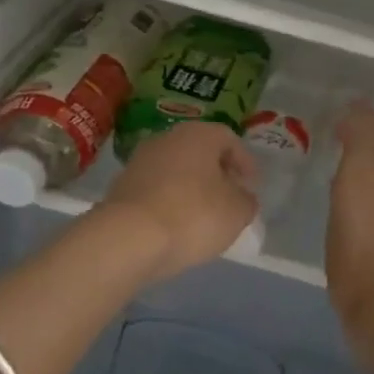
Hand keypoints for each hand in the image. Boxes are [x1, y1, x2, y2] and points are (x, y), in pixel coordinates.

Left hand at [100, 121, 258, 281]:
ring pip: (176, 169)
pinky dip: (170, 201)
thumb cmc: (193, 215)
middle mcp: (168, 138)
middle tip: (230, 196)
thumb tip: (242, 197)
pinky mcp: (121, 187)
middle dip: (217, 173)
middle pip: (200, 151)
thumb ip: (246, 201)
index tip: (252, 185)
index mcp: (199, 134)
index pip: (229, 139)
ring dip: (192, 187)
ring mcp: (140, 161)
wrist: (127, 239)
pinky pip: (156, 189)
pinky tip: (177, 225)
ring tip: (204, 215)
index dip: (245, 162)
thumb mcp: (237, 212)